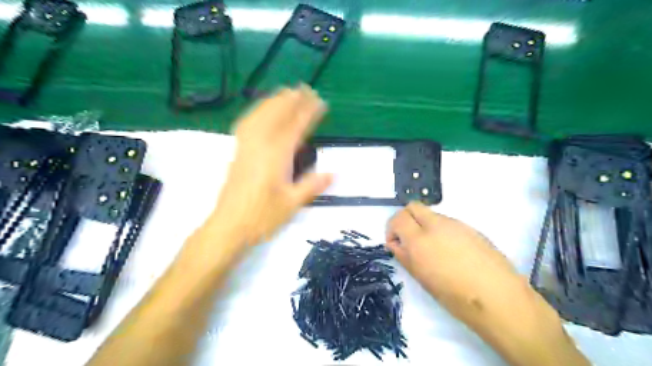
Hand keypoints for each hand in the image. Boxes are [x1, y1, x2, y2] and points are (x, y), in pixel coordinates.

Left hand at [209, 84, 331, 247]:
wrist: (229, 226)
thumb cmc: (262, 217)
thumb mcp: (292, 203)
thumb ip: (312, 185)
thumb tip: (334, 173)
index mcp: (277, 156)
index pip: (295, 127)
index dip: (308, 112)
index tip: (319, 101)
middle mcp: (260, 145)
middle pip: (277, 115)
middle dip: (291, 100)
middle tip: (304, 89)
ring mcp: (246, 147)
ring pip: (260, 116)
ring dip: (273, 101)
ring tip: (285, 92)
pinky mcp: (238, 152)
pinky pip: (246, 124)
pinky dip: (256, 112)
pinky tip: (260, 111)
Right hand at [386, 203, 523, 320]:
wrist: (499, 297)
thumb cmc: (455, 295)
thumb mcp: (422, 278)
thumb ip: (404, 256)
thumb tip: (395, 243)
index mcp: (420, 240)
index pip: (398, 218)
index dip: (391, 228)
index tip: (395, 242)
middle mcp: (436, 225)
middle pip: (413, 206)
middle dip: (405, 218)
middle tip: (408, 238)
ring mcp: (455, 224)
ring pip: (431, 214)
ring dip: (423, 224)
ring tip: (432, 249)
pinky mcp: (470, 227)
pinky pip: (447, 222)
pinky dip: (440, 229)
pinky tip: (450, 251)